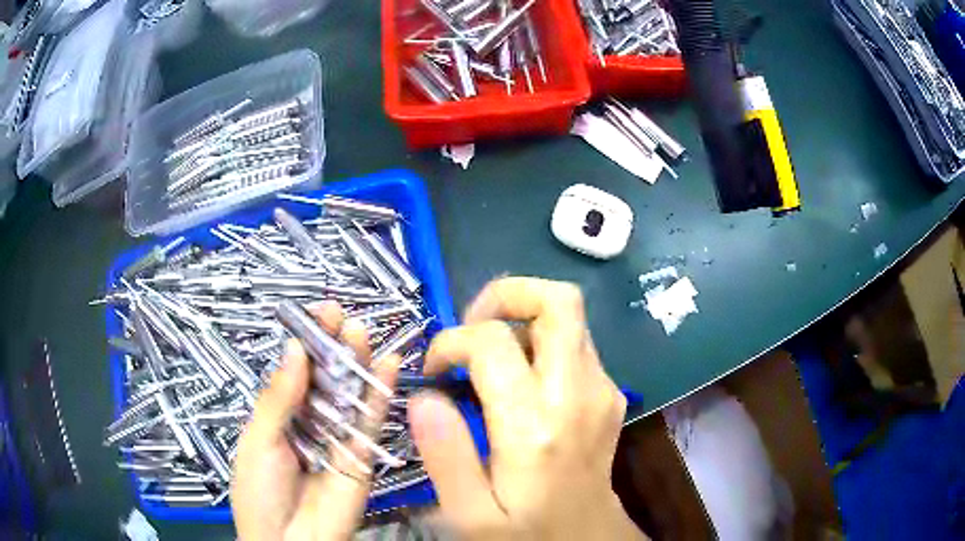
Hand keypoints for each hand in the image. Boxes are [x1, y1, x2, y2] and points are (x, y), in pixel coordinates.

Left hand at [231, 301, 399, 540]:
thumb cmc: (260, 491)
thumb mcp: (258, 441)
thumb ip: (279, 399)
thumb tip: (294, 350)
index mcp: (279, 415)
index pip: (295, 370)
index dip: (308, 342)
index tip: (320, 313)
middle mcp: (309, 421)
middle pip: (325, 378)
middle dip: (334, 347)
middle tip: (344, 318)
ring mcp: (337, 438)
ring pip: (350, 395)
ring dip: (358, 363)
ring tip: (364, 332)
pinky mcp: (362, 456)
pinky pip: (371, 422)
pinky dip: (380, 394)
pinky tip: (388, 365)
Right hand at [410, 277, 645, 539]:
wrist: (587, 538)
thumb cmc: (527, 529)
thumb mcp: (471, 513)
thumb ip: (445, 455)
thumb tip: (424, 395)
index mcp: (536, 426)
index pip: (494, 341)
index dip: (452, 341)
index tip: (433, 369)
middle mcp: (579, 393)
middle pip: (559, 300)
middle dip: (507, 295)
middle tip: (472, 327)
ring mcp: (602, 388)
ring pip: (568, 316)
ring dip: (522, 320)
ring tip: (490, 358)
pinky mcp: (609, 392)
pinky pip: (574, 342)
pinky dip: (540, 343)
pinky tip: (519, 382)